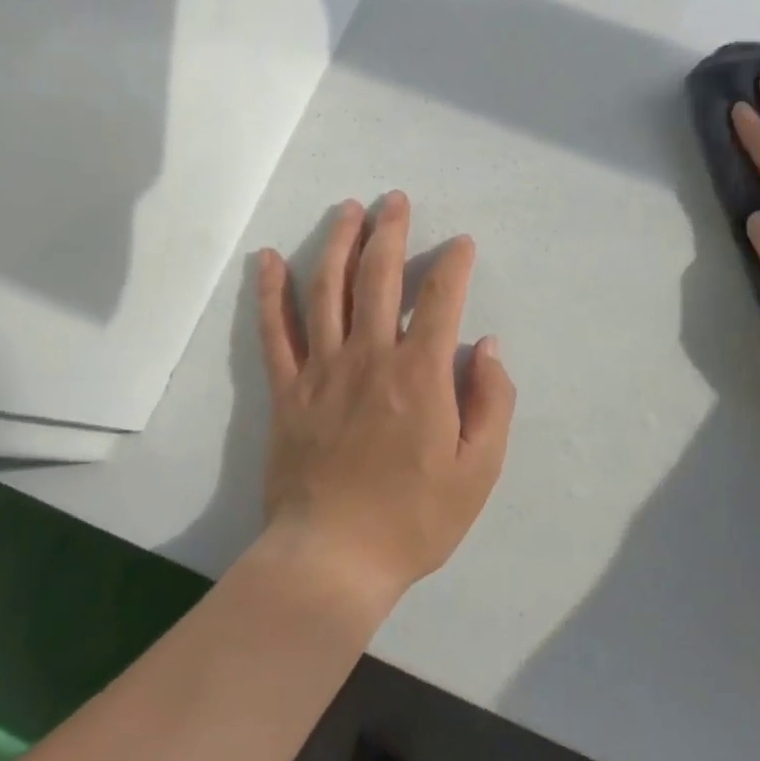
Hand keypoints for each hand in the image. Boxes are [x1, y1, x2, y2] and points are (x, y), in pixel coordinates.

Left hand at [255, 192, 515, 610]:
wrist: (332, 561)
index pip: (439, 299)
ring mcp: (321, 370)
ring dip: (338, 243)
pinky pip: (274, 331)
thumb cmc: (413, 519)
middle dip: (390, 232)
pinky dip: (270, 290)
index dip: (453, 264)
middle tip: (394, 199)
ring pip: (326, 289)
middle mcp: (369, 357)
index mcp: (419, 375)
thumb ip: (492, 403)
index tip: (461, 245)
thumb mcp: (478, 471)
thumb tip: (487, 347)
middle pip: (378, 277)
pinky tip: (268, 257)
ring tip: (348, 209)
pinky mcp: (286, 389)